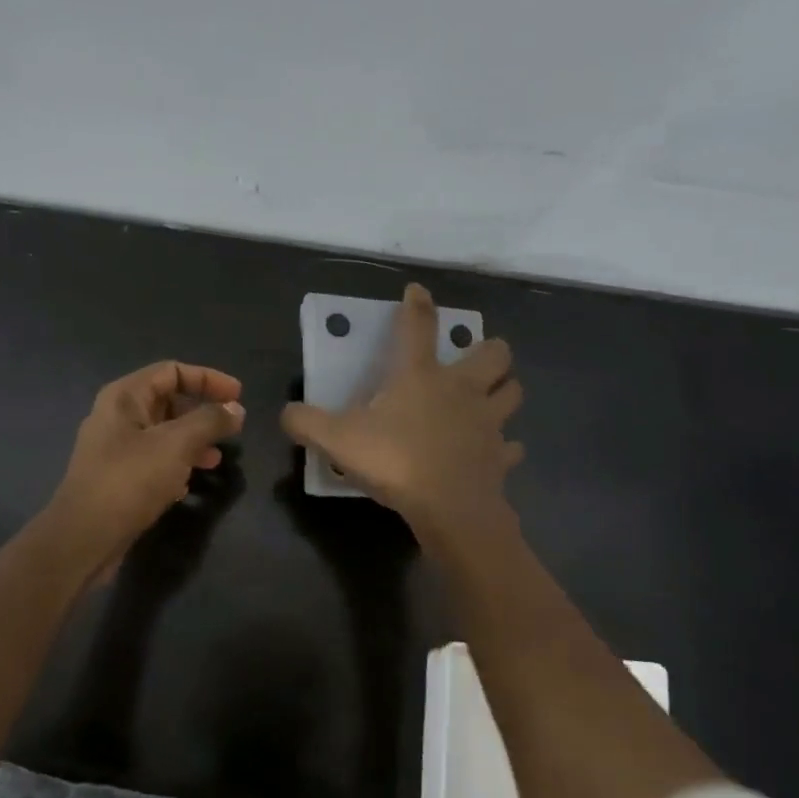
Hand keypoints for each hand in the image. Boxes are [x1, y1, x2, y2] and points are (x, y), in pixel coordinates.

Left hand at [48, 361, 245, 563]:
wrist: (85, 537)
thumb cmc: (130, 480)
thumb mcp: (177, 444)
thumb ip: (210, 421)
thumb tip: (236, 409)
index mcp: (125, 397)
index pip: (172, 371)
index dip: (208, 378)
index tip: (238, 395)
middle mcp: (117, 417)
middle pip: (168, 401)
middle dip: (202, 412)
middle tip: (230, 429)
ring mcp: (115, 449)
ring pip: (163, 434)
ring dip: (193, 442)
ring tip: (216, 460)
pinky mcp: (118, 479)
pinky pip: (154, 461)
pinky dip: (176, 466)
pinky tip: (189, 485)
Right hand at [280, 283, 522, 541]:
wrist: (448, 506)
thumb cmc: (394, 461)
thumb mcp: (337, 440)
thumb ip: (307, 423)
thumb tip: (286, 414)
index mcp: (421, 376)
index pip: (418, 327)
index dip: (417, 305)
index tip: (417, 291)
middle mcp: (462, 390)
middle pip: (494, 353)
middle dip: (489, 350)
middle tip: (474, 360)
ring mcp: (488, 422)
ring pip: (513, 393)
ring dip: (505, 391)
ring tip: (491, 399)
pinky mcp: (500, 456)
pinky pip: (511, 446)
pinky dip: (504, 447)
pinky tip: (494, 452)